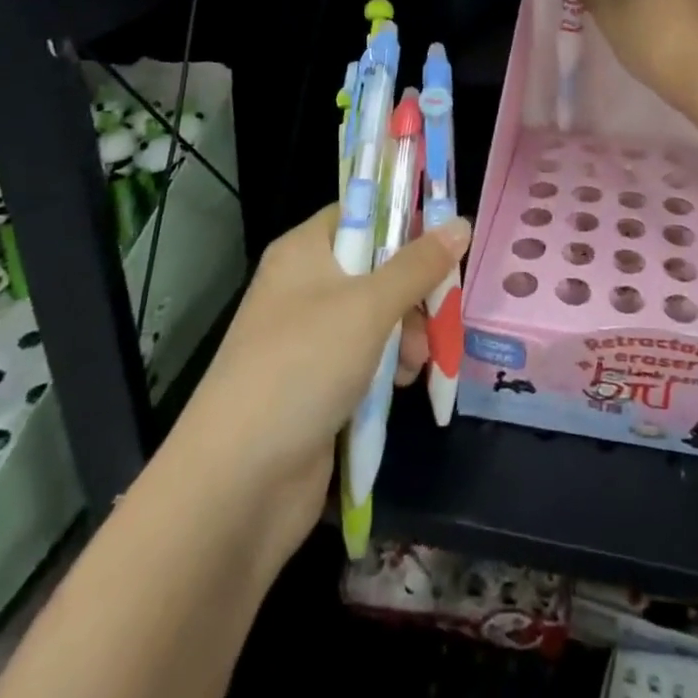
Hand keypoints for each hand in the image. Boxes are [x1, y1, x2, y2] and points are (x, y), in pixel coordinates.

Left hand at [172, 204, 471, 569]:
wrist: (236, 484)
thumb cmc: (302, 367)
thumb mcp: (369, 307)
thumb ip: (418, 265)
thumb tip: (461, 223)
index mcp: (305, 251)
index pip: (361, 213)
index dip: (404, 219)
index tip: (446, 236)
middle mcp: (305, 287)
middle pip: (376, 266)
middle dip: (414, 289)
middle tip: (442, 308)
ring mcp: (309, 339)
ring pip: (377, 316)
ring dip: (408, 333)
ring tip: (419, 361)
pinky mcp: (318, 384)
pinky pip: (367, 358)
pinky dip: (389, 367)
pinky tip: (403, 385)